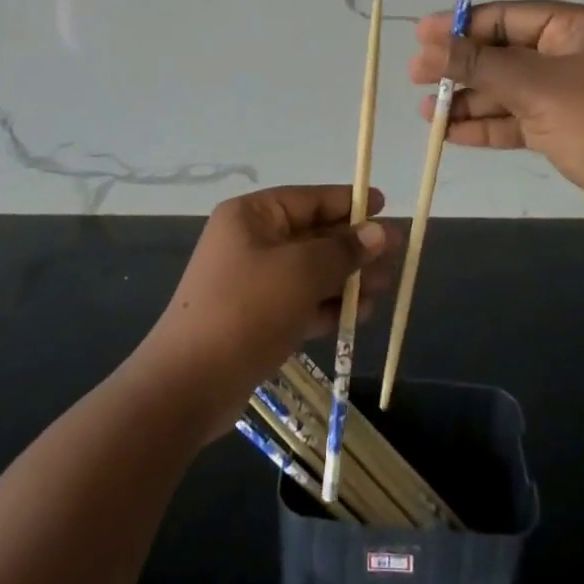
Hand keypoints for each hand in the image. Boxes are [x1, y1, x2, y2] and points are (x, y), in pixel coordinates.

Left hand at [138, 186, 395, 435]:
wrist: (189, 384)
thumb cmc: (247, 309)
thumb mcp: (301, 272)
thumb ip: (343, 251)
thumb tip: (379, 232)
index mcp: (252, 216)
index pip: (309, 199)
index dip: (348, 202)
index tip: (383, 206)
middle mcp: (251, 241)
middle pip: (313, 235)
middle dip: (353, 247)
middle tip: (394, 258)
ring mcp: (252, 281)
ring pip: (310, 271)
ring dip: (346, 280)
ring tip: (383, 292)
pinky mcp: (256, 318)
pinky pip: (300, 301)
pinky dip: (327, 306)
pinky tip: (359, 316)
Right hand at [410, 0, 583, 238]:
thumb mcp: (532, 86)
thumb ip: (477, 64)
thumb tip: (426, 47)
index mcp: (577, 26)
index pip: (508, 16)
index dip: (461, 25)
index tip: (420, 37)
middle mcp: (574, 53)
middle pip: (505, 52)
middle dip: (461, 67)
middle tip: (415, 77)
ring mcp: (572, 93)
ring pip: (509, 89)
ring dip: (469, 100)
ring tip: (424, 112)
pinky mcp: (568, 129)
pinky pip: (519, 118)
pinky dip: (488, 125)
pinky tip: (450, 134)